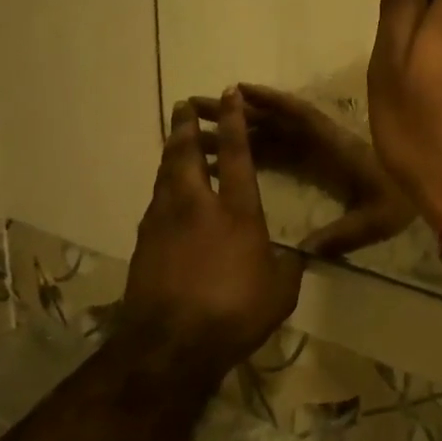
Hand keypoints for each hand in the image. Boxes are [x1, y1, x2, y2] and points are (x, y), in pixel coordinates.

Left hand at [121, 91, 303, 384]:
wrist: (170, 346)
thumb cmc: (234, 312)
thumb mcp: (279, 292)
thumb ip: (288, 267)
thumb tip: (297, 256)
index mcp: (237, 212)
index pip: (238, 156)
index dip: (235, 123)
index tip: (229, 94)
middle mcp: (198, 207)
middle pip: (187, 155)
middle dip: (186, 127)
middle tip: (183, 105)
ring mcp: (165, 223)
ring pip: (165, 175)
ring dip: (170, 153)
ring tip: (173, 139)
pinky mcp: (144, 245)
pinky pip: (155, 204)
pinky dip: (161, 189)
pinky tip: (163, 194)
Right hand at [191, 85, 415, 258]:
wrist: (431, 194)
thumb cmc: (400, 203)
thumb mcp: (375, 220)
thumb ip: (343, 235)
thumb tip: (303, 252)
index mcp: (335, 148)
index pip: (299, 117)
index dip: (270, 103)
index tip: (238, 91)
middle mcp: (321, 142)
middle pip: (274, 121)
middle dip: (237, 113)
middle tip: (195, 106)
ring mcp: (317, 149)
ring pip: (272, 132)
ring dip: (239, 126)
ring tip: (198, 124)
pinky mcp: (317, 160)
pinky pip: (281, 147)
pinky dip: (255, 143)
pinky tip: (232, 149)